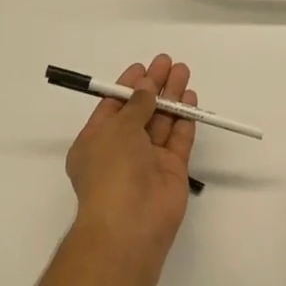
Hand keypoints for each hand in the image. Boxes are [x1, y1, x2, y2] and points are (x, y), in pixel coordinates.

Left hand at [64, 55, 196, 263]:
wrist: (130, 223)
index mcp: (96, 141)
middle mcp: (121, 150)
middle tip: (168, 62)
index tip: (143, 66)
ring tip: (183, 71)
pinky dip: (185, 119)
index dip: (128, 85)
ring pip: (162, 122)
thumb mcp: (117, 129)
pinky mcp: (172, 170)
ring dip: (171, 97)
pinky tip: (190, 98)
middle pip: (140, 111)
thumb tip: (146, 87)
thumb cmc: (111, 170)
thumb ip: (136, 105)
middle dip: (153, 86)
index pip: (113, 107)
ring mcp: (148, 160)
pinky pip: (179, 138)